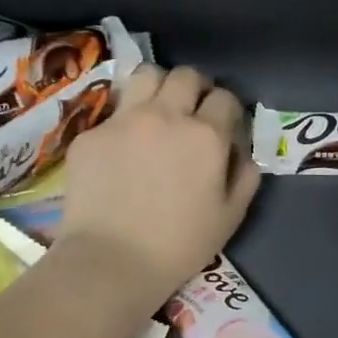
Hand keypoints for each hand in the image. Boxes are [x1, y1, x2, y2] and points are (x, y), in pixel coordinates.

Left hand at [56, 64, 260, 309]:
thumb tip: (242, 154)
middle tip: (193, 113)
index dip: (229, 111)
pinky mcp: (91, 134)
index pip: (226, 98)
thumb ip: (245, 177)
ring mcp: (124, 120)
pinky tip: (123, 151)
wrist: (112, 261)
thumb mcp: (230, 217)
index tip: (225, 128)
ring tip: (158, 111)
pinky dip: (126, 123)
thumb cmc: (180, 245)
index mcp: (206, 135)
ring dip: (159, 87)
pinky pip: (114, 112)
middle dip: (196, 89)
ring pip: (146, 75)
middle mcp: (166, 115)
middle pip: (186, 76)